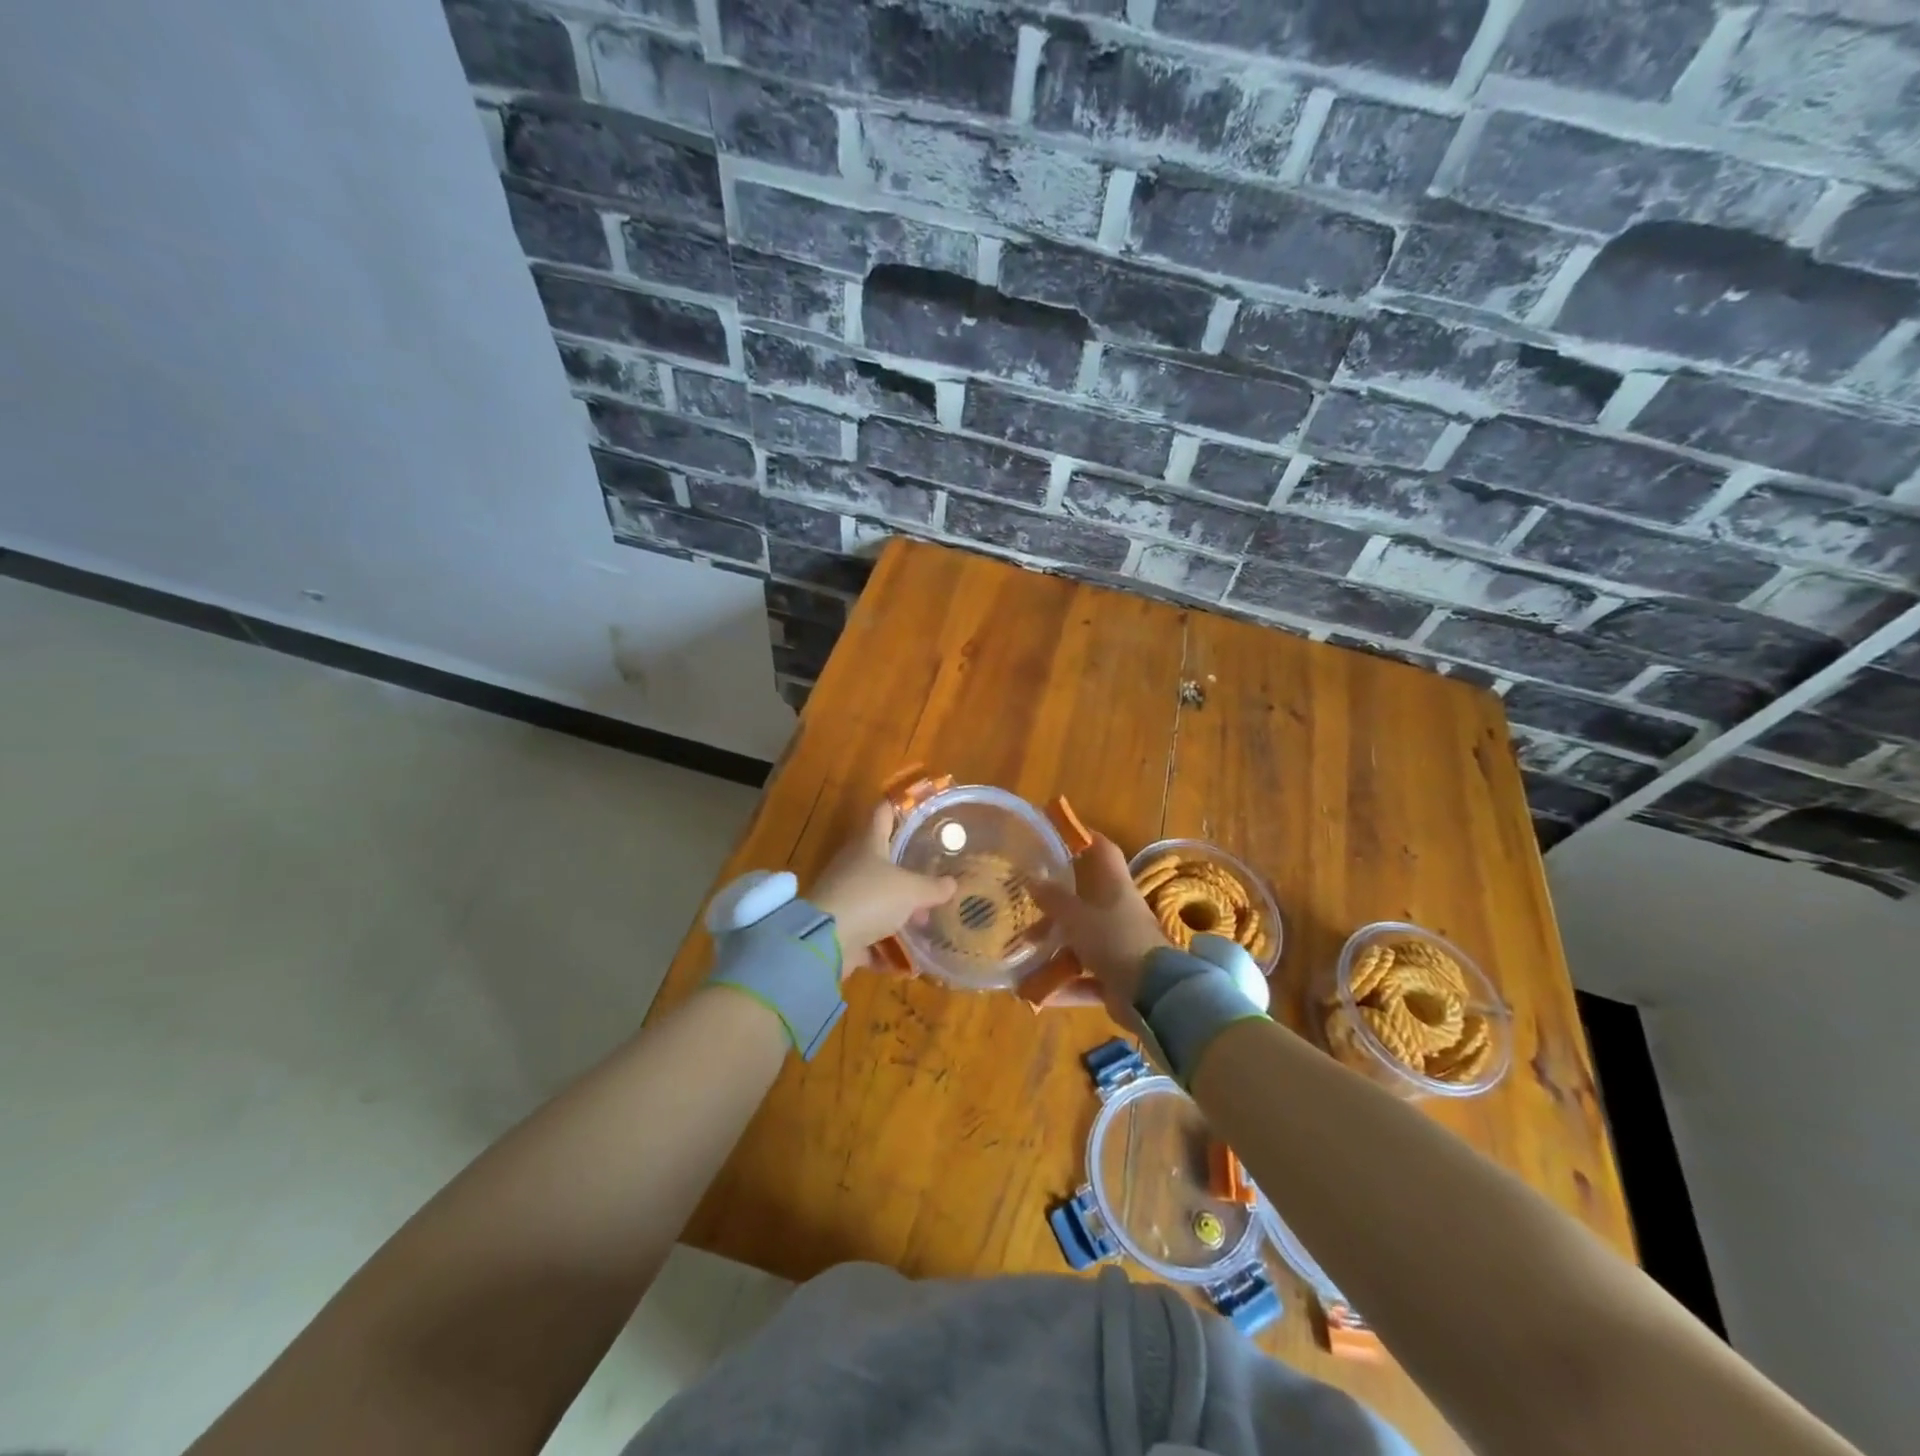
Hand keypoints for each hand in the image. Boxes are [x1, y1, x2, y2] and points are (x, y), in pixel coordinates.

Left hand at [807, 803, 956, 971]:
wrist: (825, 940)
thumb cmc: (870, 898)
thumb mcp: (911, 891)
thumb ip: (932, 887)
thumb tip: (952, 884)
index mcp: (868, 845)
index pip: (882, 815)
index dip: (895, 807)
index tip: (910, 804)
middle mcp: (853, 866)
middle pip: (881, 861)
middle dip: (906, 871)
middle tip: (932, 877)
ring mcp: (844, 896)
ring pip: (877, 898)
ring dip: (898, 910)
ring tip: (924, 921)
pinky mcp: (840, 927)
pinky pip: (868, 933)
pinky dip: (885, 944)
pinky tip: (907, 957)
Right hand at [1027, 835, 1168, 1014]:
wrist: (1154, 995)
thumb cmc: (1115, 942)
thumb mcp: (1078, 918)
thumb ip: (1055, 900)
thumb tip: (1034, 880)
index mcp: (1117, 889)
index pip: (1104, 852)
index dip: (1086, 838)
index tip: (1062, 834)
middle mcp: (1121, 914)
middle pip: (1088, 901)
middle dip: (1058, 905)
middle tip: (1029, 906)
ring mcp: (1121, 947)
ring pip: (1084, 942)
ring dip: (1056, 949)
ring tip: (1024, 954)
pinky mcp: (1119, 980)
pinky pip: (1086, 978)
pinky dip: (1063, 985)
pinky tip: (1034, 992)